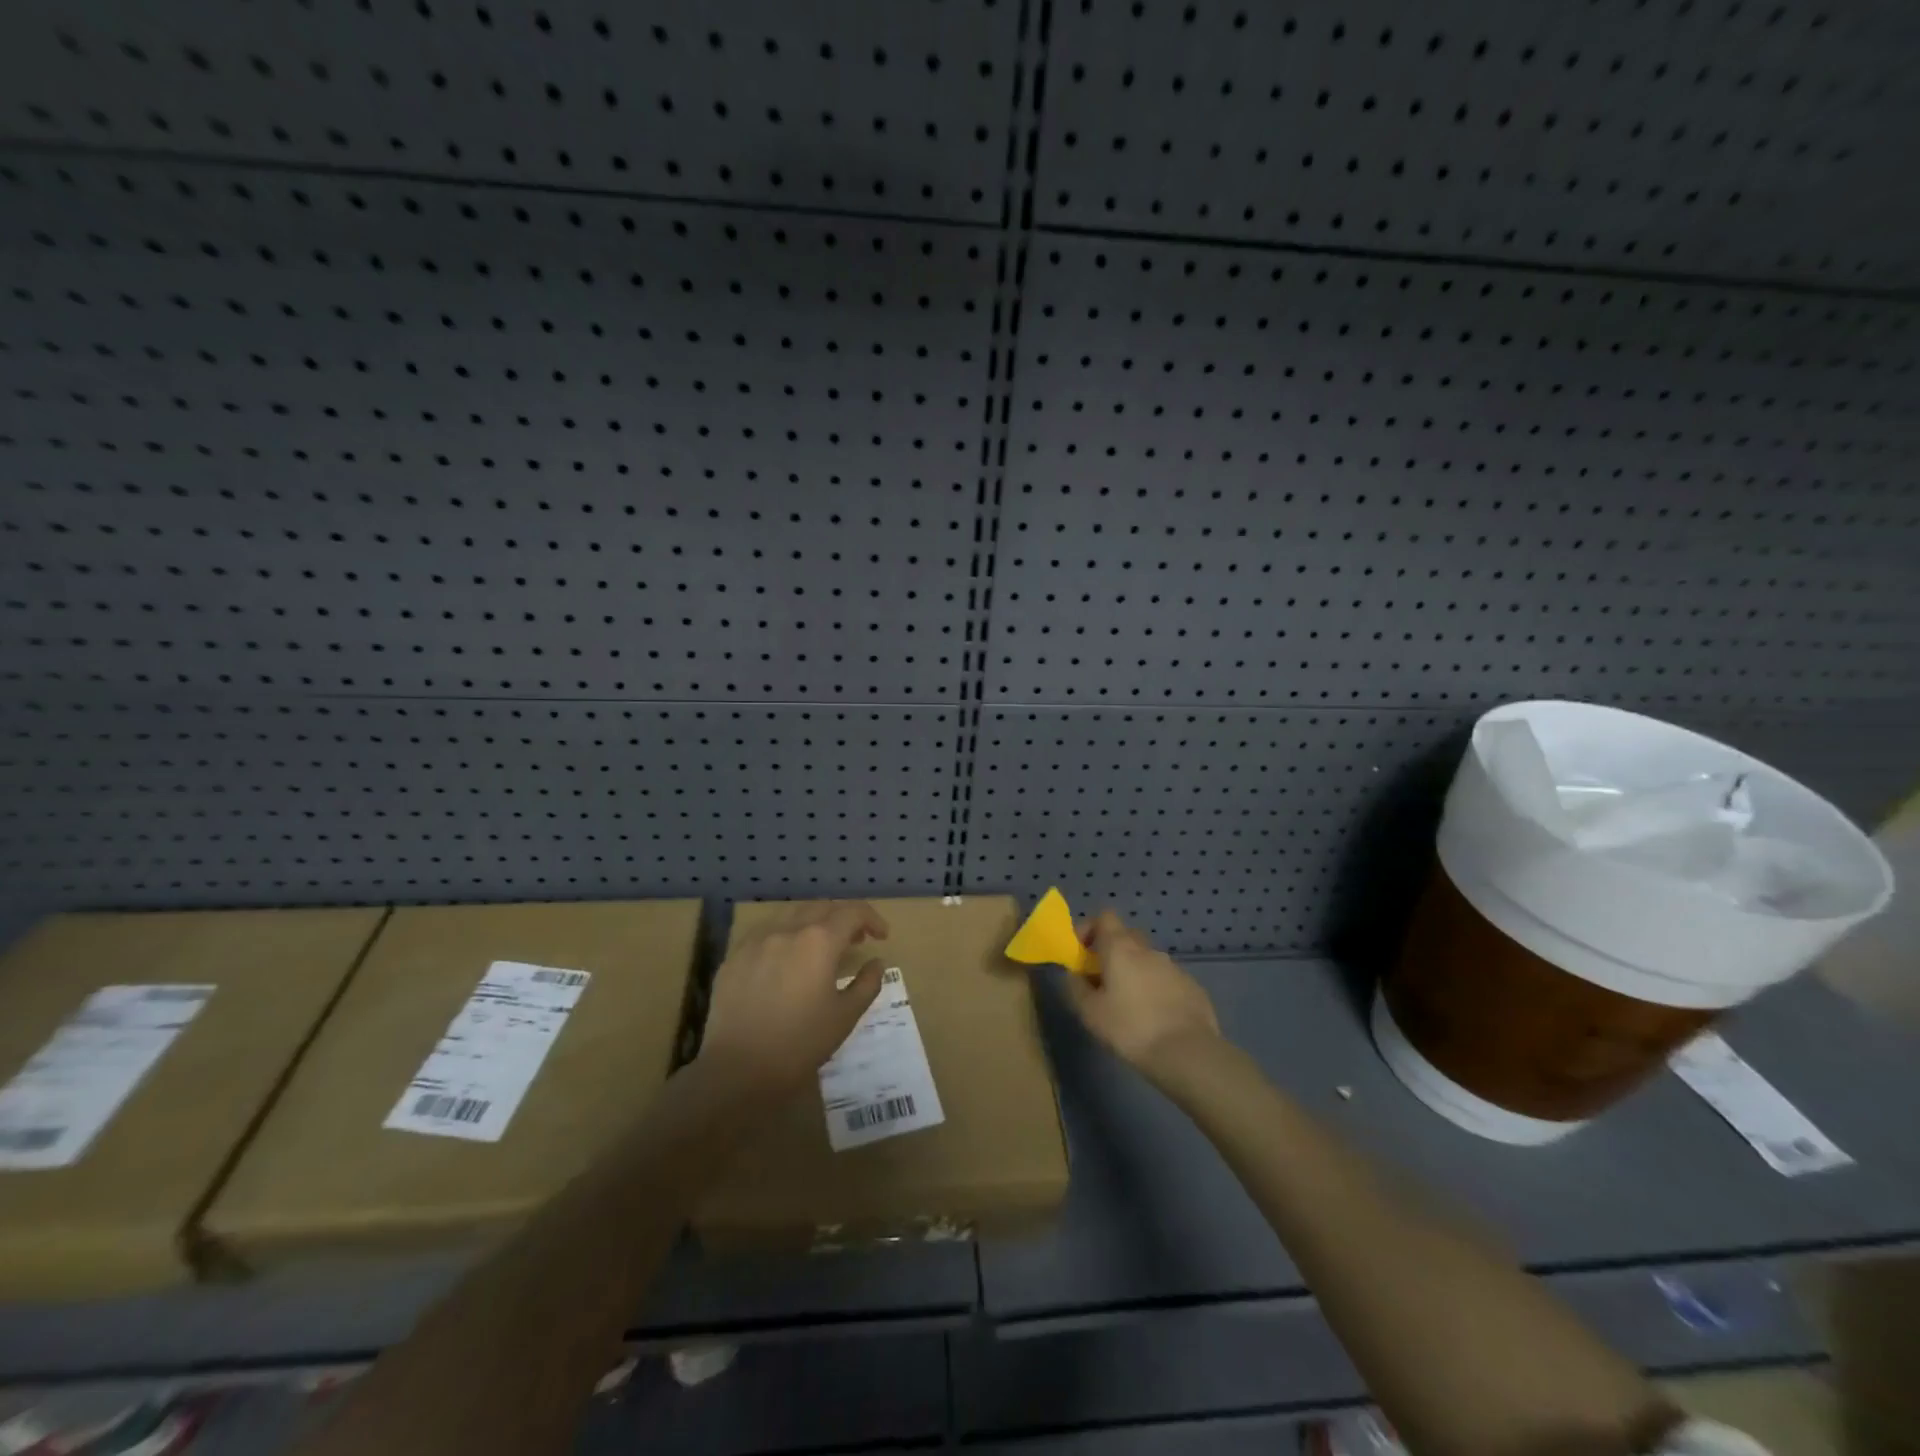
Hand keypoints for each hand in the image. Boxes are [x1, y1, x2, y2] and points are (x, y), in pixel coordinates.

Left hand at [698, 900, 890, 1099]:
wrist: (738, 1069)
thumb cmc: (800, 1044)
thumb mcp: (845, 1016)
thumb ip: (867, 984)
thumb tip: (877, 963)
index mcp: (819, 941)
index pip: (853, 912)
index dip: (872, 919)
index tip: (881, 937)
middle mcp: (788, 929)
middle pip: (822, 907)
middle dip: (844, 918)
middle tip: (855, 940)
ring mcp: (757, 939)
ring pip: (791, 914)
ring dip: (813, 921)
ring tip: (820, 946)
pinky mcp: (735, 955)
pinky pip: (765, 931)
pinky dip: (785, 934)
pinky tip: (785, 959)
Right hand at [1065, 910, 1221, 1078]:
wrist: (1187, 1052)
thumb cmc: (1130, 1028)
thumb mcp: (1090, 1012)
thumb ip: (1076, 987)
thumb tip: (1074, 974)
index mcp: (1120, 948)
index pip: (1104, 916)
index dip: (1090, 928)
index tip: (1082, 952)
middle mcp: (1148, 949)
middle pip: (1126, 936)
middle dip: (1112, 951)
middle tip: (1102, 980)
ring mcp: (1173, 966)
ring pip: (1147, 959)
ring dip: (1135, 972)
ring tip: (1130, 1005)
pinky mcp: (1192, 986)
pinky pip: (1166, 978)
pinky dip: (1156, 988)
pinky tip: (1155, 1017)